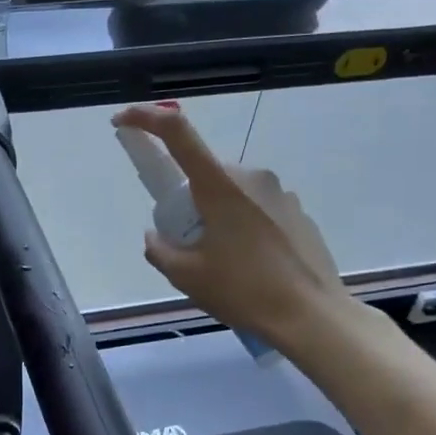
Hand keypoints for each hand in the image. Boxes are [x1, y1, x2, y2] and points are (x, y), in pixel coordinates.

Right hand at [112, 103, 348, 344]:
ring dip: (217, 216)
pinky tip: (252, 267)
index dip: (145, 119)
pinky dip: (243, 227)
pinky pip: (256, 209)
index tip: (123, 121)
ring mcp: (280, 192)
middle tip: (187, 245)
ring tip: (224, 264)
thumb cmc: (244, 291)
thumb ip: (159, 249)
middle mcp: (251, 176)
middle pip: (204, 174)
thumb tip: (155, 235)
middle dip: (188, 201)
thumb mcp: (186, 276)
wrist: (312, 316)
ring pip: (231, 193)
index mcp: (219, 185)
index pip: (177, 132)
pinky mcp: (298, 212)